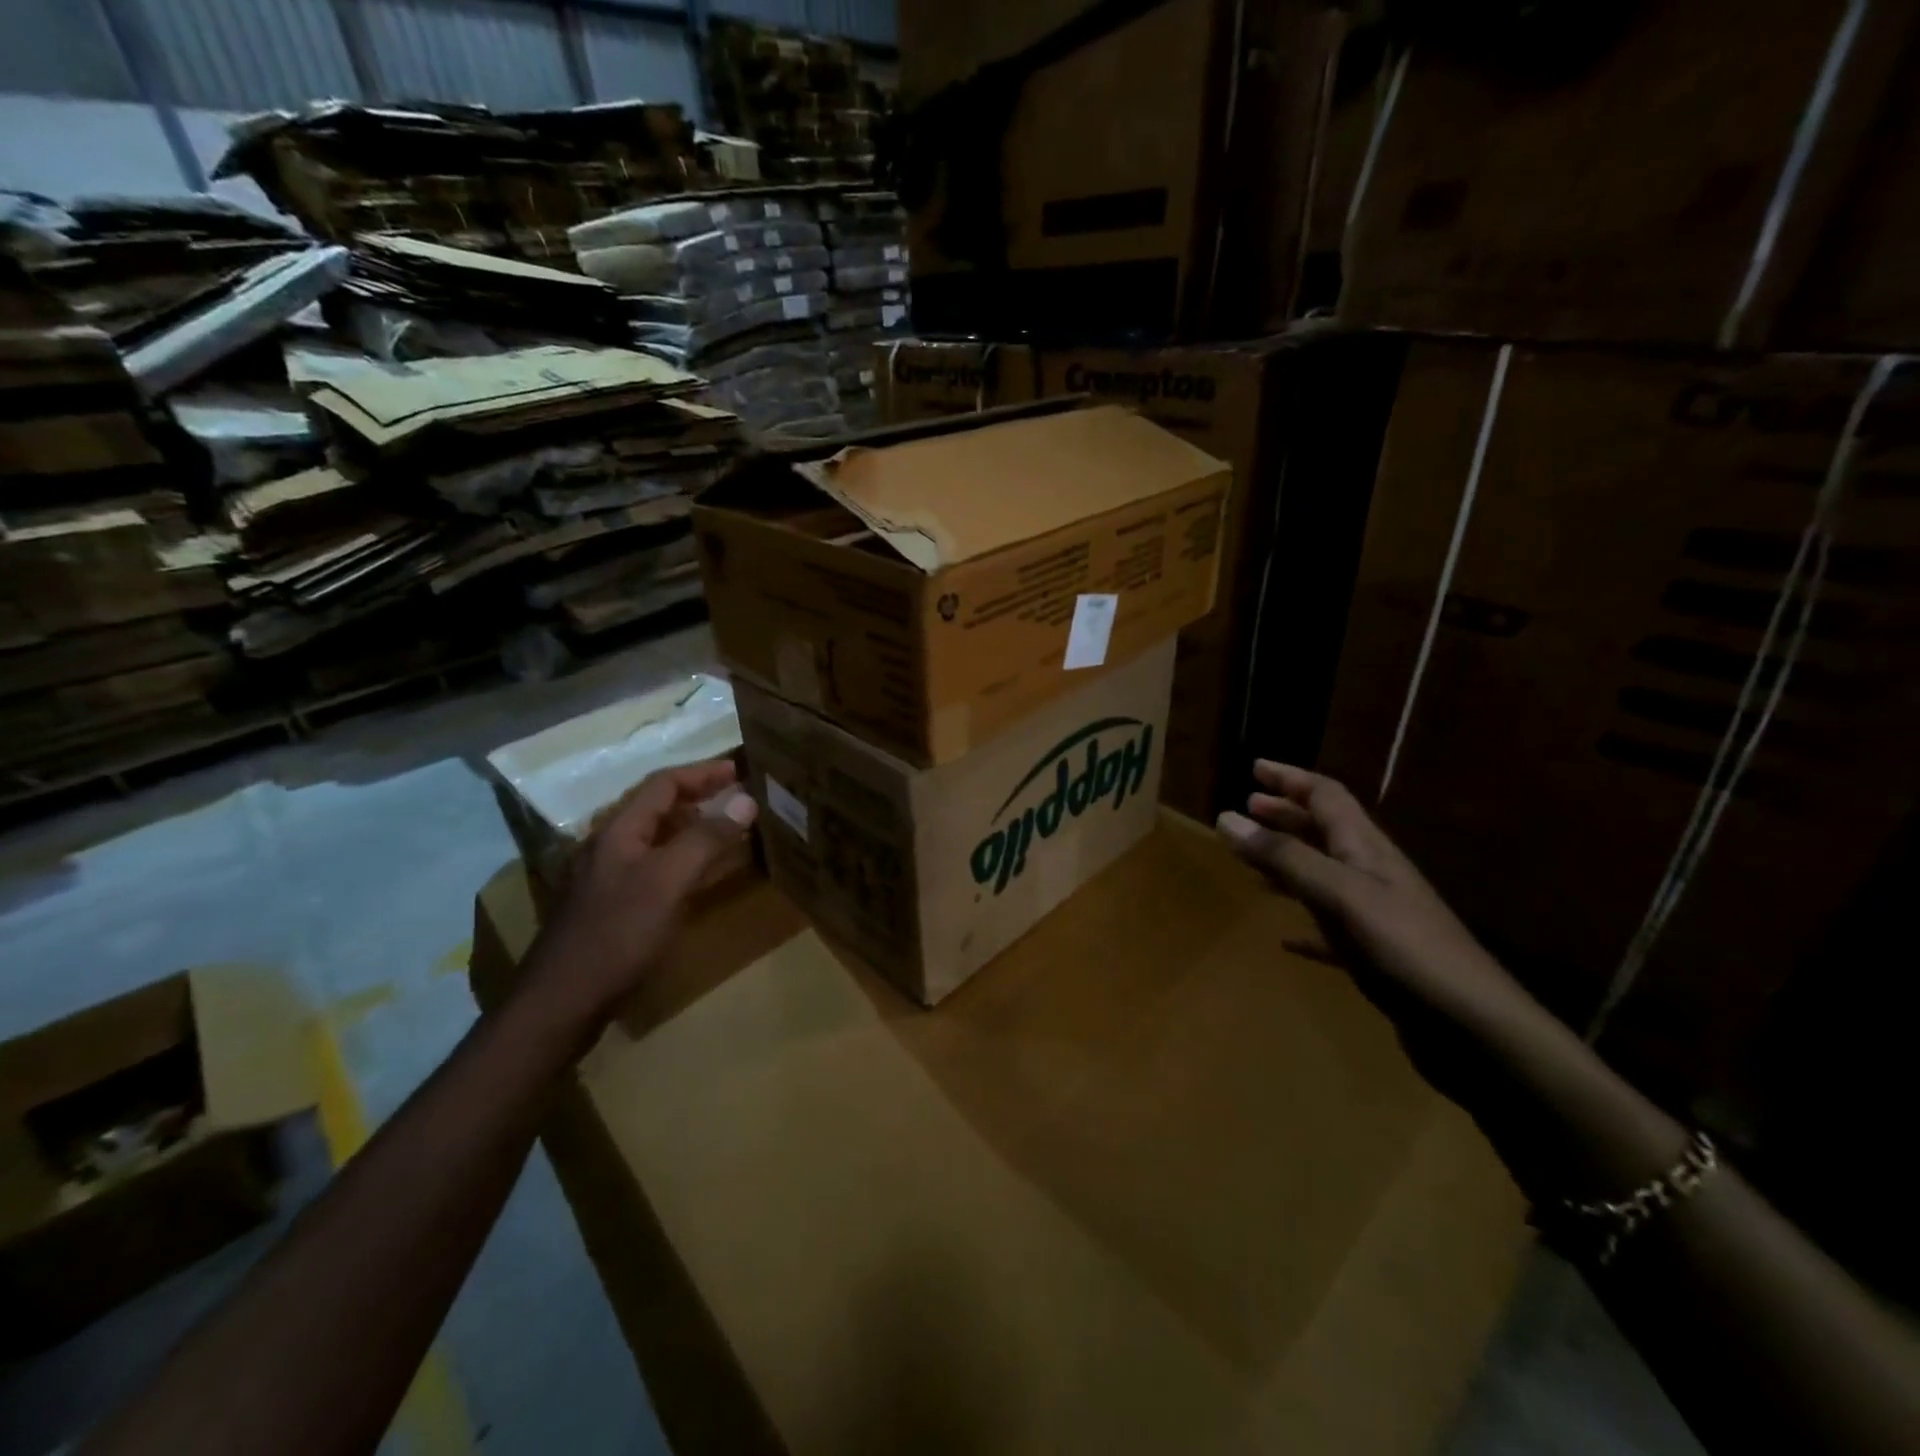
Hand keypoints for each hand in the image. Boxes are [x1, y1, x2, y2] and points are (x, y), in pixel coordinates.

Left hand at [527, 758, 757, 1028]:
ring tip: (730, 830)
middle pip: (659, 807)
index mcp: (619, 830)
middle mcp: (611, 846)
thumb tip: (745, 800)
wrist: (562, 1002)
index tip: (740, 770)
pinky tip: (702, 875)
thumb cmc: (617, 933)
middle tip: (740, 798)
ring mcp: (609, 878)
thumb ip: (706, 838)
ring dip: (694, 827)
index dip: (703, 772)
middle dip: (700, 797)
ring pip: (658, 838)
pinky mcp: (613, 907)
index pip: (664, 783)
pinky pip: (656, 867)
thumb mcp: (668, 880)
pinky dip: (684, 859)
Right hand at [1216, 760, 1547, 1047]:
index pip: (1326, 796)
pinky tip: (1286, 940)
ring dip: (1289, 863)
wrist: (1474, 1030)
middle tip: (1247, 808)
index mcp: (1367, 850)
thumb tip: (1227, 817)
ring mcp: (1377, 917)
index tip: (1255, 767)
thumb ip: (1285, 857)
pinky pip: (1331, 930)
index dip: (1291, 779)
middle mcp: (1372, 875)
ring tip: (1252, 866)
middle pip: (1325, 832)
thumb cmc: (1406, 950)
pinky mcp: (1376, 958)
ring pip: (1324, 877)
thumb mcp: (1340, 895)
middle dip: (1286, 816)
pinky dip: (1305, 926)